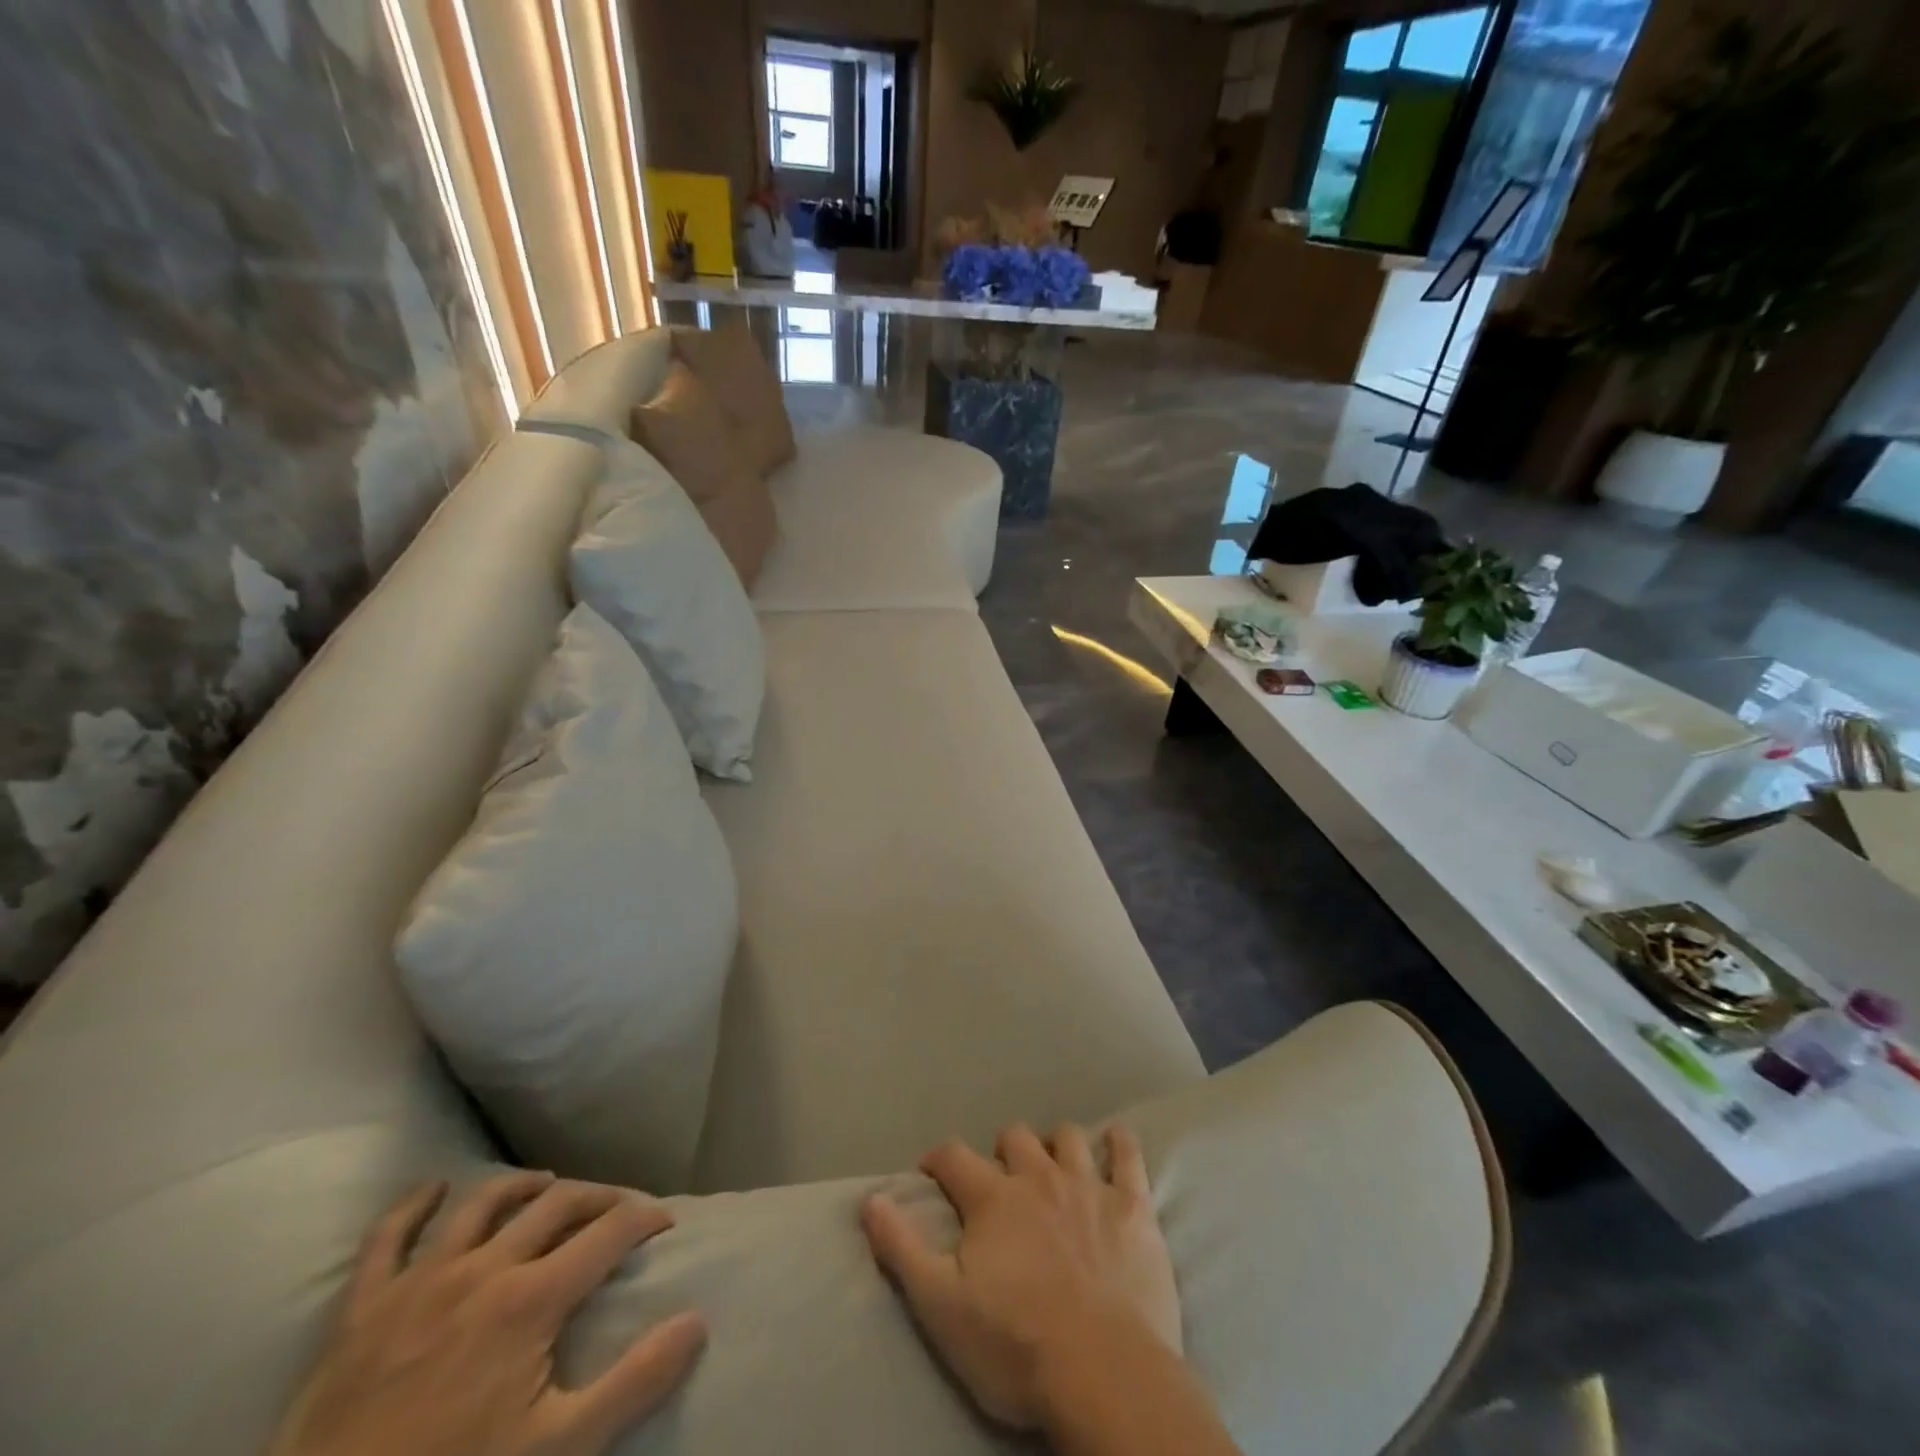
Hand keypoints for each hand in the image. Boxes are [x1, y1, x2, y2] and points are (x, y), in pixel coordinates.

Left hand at [271, 1172, 705, 1455]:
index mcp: (531, 1299)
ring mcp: (419, 1282)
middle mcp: (483, 1270)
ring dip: (522, 1186)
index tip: (665, 1223)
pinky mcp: (364, 1308)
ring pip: (482, 1204)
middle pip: (556, 1205)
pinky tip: (433, 1189)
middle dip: (598, 1197)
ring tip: (546, 1185)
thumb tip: (697, 1321)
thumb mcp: (560, 1450)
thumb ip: (634, 1382)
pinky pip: (386, 1239)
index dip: (646, 1218)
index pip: (609, 1232)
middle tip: (618, 1208)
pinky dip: (411, 1206)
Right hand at [861, 1123, 1180, 1430]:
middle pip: (1015, 1136)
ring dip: (1056, 1145)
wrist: (1104, 1375)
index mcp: (993, 1198)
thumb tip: (870, 1198)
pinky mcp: (1133, 1206)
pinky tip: (1115, 1145)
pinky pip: (1128, 1155)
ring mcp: (1089, 1186)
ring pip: (1068, 1137)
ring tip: (1054, 1168)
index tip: (931, 1173)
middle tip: (1000, 1181)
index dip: (938, 1159)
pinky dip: (1119, 1144)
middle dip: (1002, 1151)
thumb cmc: (1016, 1346)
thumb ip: (902, 1248)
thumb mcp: (941, 1306)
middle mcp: (1039, 1176)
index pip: (953, 1156)